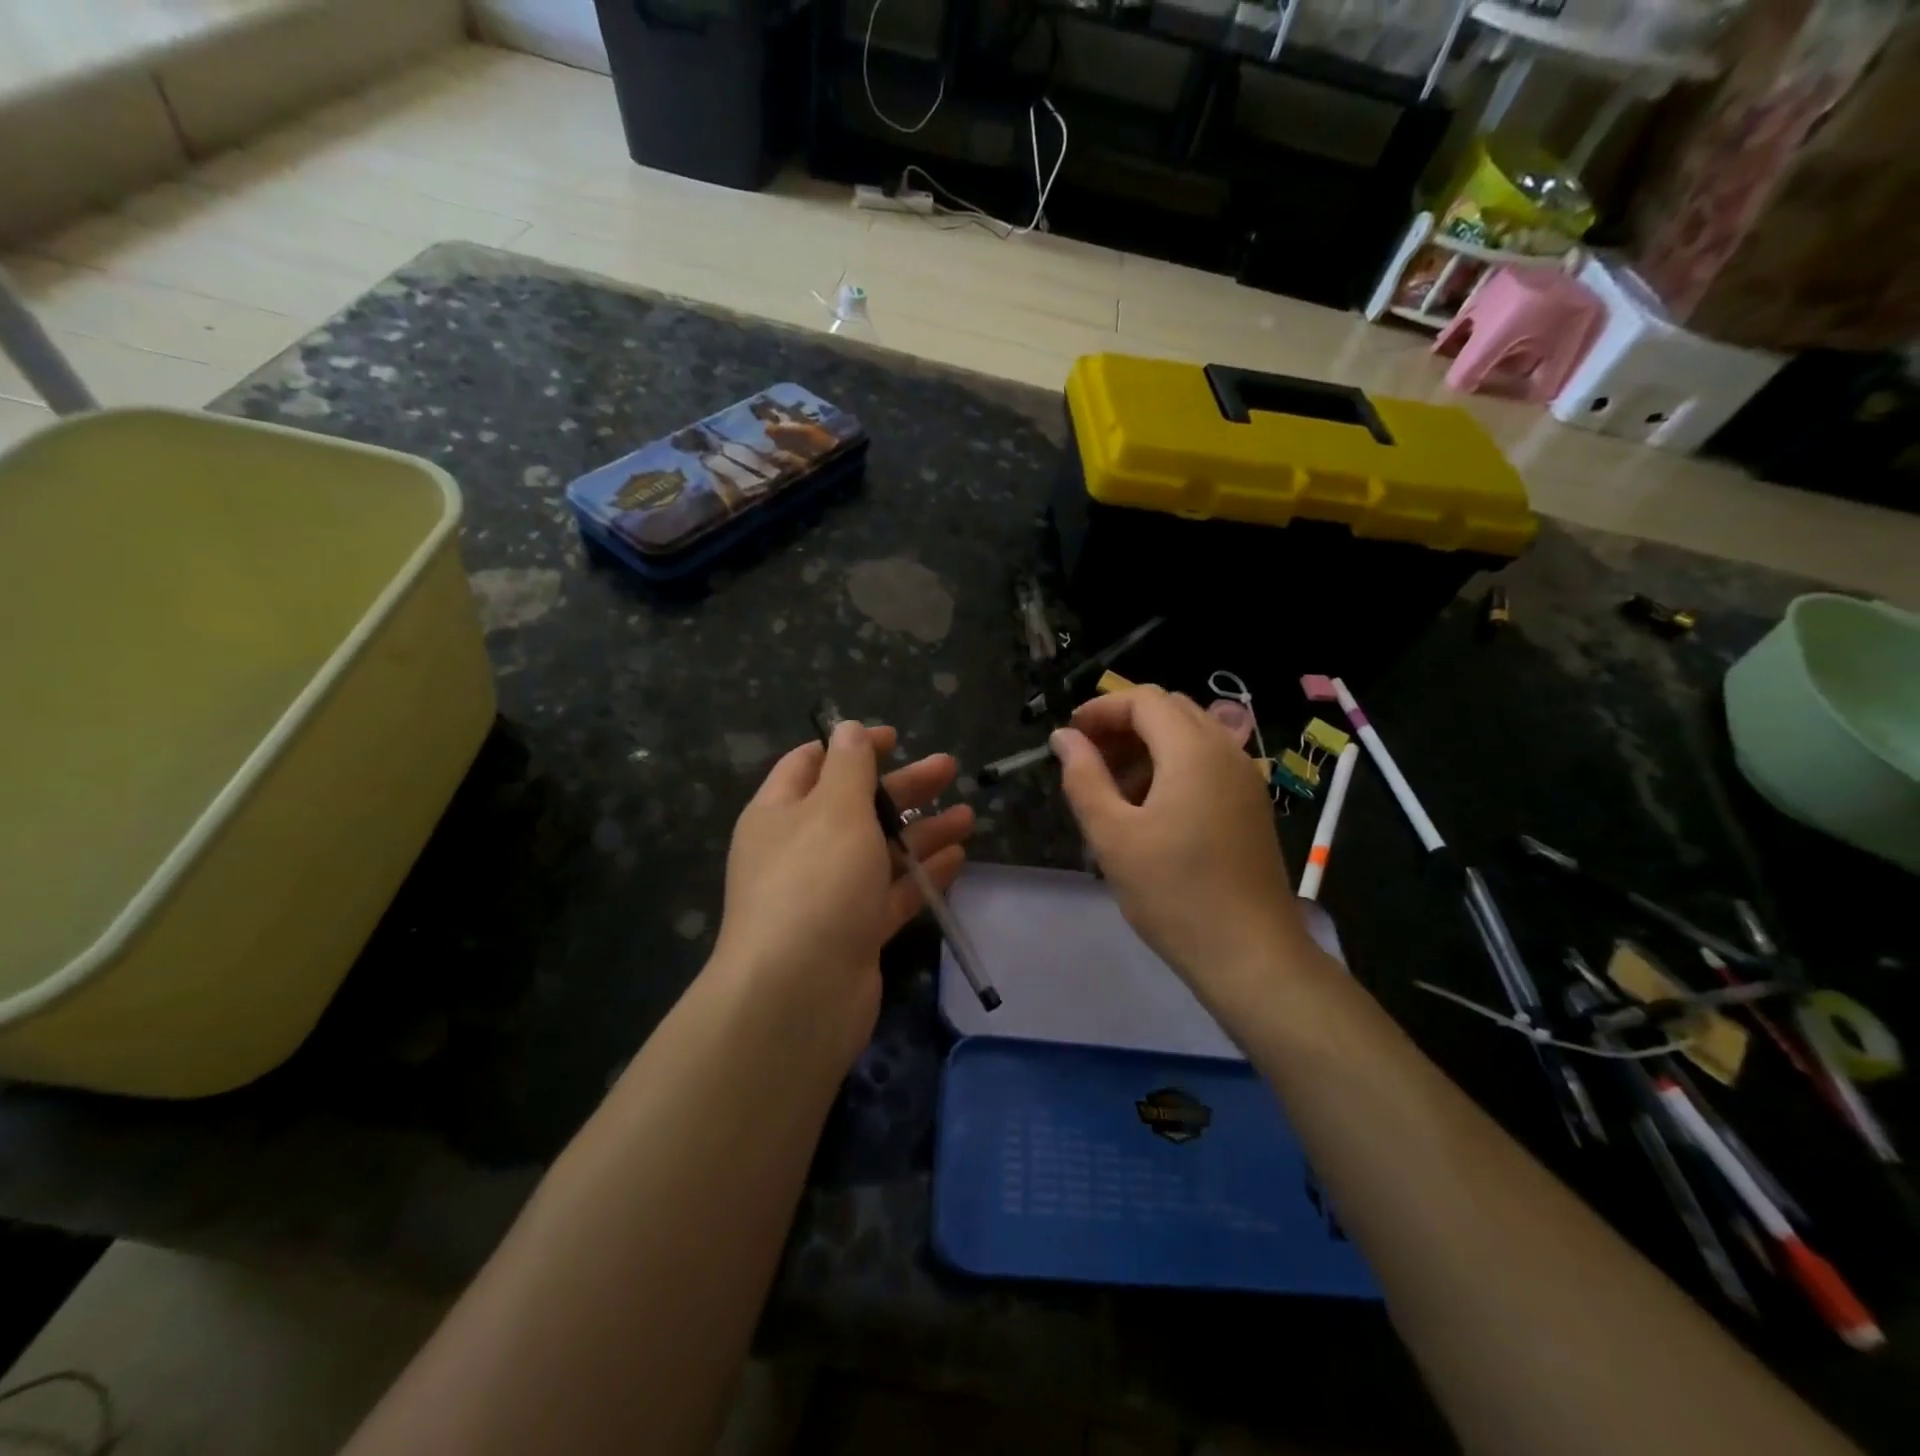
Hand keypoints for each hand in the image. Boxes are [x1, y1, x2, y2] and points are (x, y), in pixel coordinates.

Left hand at [710, 720, 972, 1054]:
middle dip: (902, 786)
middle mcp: (799, 850)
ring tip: (969, 815)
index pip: (811, 764)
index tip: (894, 737)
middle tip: (948, 768)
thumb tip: (847, 728)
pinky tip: (957, 858)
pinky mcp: (854, 932)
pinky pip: (891, 894)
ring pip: (879, 851)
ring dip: (922, 830)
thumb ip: (848, 766)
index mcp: (779, 814)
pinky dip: (921, 875)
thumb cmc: (815, 882)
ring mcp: (827, 895)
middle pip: (855, 806)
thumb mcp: (834, 809)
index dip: (850, 746)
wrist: (798, 995)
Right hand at [1051, 687, 1306, 1002]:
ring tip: (1112, 787)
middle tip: (1087, 759)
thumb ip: (1084, 778)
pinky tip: (1149, 809)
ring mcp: (1244, 778)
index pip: (1143, 700)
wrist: (1251, 954)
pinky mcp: (1250, 805)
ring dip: (1147, 746)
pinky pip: (1207, 763)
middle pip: (1169, 711)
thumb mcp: (1113, 835)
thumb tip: (1064, 738)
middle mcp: (1226, 751)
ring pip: (1190, 736)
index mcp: (1193, 750)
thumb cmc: (1173, 893)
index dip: (1101, 709)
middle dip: (1123, 724)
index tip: (1070, 737)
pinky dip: (1172, 766)